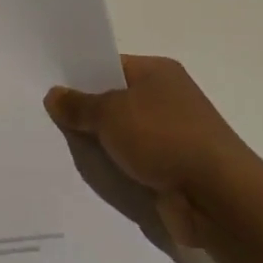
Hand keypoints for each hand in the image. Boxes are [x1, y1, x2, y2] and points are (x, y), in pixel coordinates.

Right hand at [45, 56, 258, 248]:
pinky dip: (115, 168)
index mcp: (158, 72)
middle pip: (114, 100)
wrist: (218, 197)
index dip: (80, 75)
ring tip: (58, 147)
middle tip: (45, 119)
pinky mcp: (172, 169)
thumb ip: (79, 105)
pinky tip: (88, 173)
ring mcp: (172, 135)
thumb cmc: (164, 138)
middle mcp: (168, 98)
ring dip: (100, 144)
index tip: (49, 88)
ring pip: (122, 135)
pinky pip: (132, 163)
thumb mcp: (110, 113)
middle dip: (86, 112)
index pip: (110, 65)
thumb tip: (54, 94)